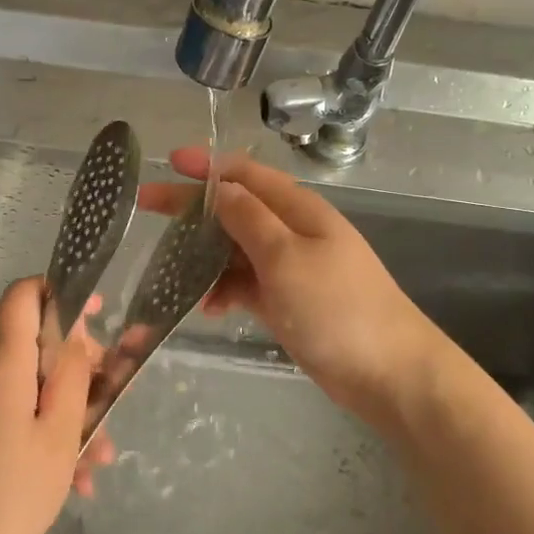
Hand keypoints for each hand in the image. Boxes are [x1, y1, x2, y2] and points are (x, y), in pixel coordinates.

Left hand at [0, 277, 105, 533]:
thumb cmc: (10, 494)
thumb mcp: (58, 433)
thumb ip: (72, 372)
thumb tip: (75, 327)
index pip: (24, 294)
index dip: (63, 295)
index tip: (99, 318)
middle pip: (33, 341)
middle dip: (77, 369)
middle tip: (110, 406)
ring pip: (28, 383)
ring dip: (67, 411)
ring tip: (97, 459)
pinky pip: (10, 409)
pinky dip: (41, 429)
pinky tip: (72, 476)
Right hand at [138, 148, 446, 424]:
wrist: (387, 371)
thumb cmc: (336, 307)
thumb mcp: (286, 257)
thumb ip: (248, 219)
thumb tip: (219, 187)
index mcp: (297, 209)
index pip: (246, 174)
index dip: (208, 165)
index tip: (169, 161)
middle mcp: (291, 231)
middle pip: (234, 208)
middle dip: (192, 206)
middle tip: (146, 205)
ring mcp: (289, 267)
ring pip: (235, 248)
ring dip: (204, 255)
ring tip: (169, 269)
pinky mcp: (286, 300)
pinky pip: (244, 283)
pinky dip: (224, 290)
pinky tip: (209, 308)